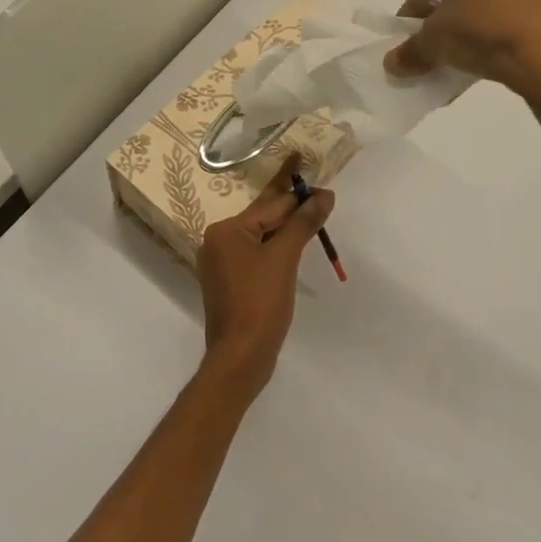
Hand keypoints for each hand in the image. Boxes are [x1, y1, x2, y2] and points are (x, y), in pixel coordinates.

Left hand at [196, 157, 334, 398]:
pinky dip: (276, 250)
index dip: (299, 194)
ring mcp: (221, 265)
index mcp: (225, 231)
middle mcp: (217, 242)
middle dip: (291, 207)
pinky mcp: (229, 284)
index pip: (269, 205)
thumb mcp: (284, 258)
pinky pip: (256, 256)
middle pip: (262, 218)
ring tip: (311, 214)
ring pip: (260, 238)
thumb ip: (303, 223)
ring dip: (286, 229)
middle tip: (317, 192)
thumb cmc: (260, 302)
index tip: (322, 185)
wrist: (240, 357)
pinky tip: (294, 247)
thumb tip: (323, 195)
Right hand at [384, 0, 540, 110]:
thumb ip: (411, 52)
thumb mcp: (433, 45)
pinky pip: (532, 21)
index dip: (413, 14)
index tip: (408, 38)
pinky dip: (520, 35)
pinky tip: (513, 57)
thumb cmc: (479, 32)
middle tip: (444, 45)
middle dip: (454, 15)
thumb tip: (391, 62)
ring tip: (479, 55)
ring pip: (502, 3)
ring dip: (489, 23)